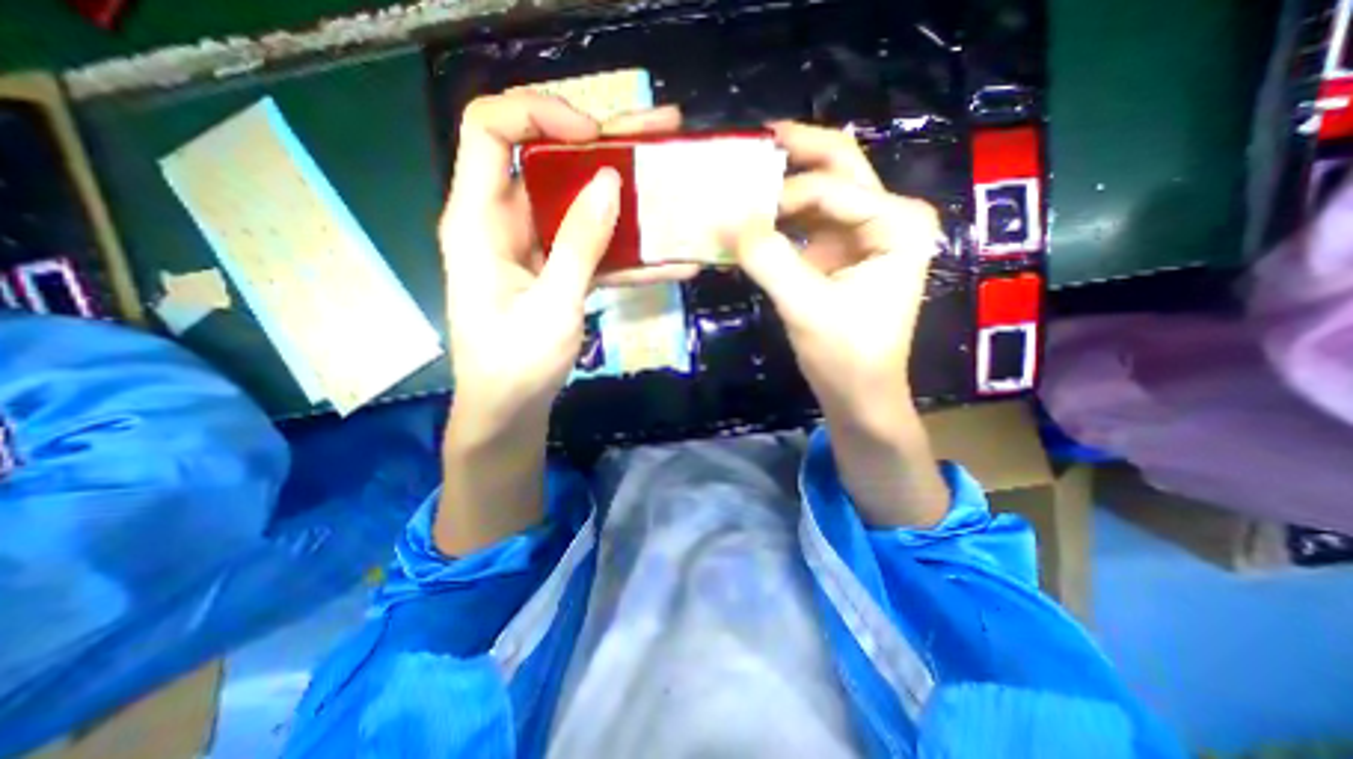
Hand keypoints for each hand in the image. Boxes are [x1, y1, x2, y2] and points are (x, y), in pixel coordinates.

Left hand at [438, 92, 687, 434]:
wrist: (510, 408)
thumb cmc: (516, 365)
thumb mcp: (551, 305)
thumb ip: (578, 244)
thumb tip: (608, 182)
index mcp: (479, 220)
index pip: (490, 130)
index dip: (539, 115)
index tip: (595, 135)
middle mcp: (503, 222)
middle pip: (547, 160)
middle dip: (603, 144)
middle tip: (658, 133)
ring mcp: (535, 247)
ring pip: (577, 202)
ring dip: (625, 194)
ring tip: (672, 179)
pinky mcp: (558, 270)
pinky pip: (593, 247)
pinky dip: (628, 251)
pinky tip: (671, 258)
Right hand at [736, 121, 942, 527]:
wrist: (859, 392)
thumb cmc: (846, 355)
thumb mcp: (805, 307)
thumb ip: (768, 259)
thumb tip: (727, 221)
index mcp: (898, 223)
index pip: (832, 188)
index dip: (781, 195)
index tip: (734, 210)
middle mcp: (888, 217)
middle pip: (839, 166)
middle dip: (795, 152)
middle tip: (750, 144)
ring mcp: (864, 234)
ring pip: (820, 192)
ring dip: (782, 188)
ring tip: (742, 184)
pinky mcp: (841, 253)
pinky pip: (808, 222)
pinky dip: (780, 219)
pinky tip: (754, 220)